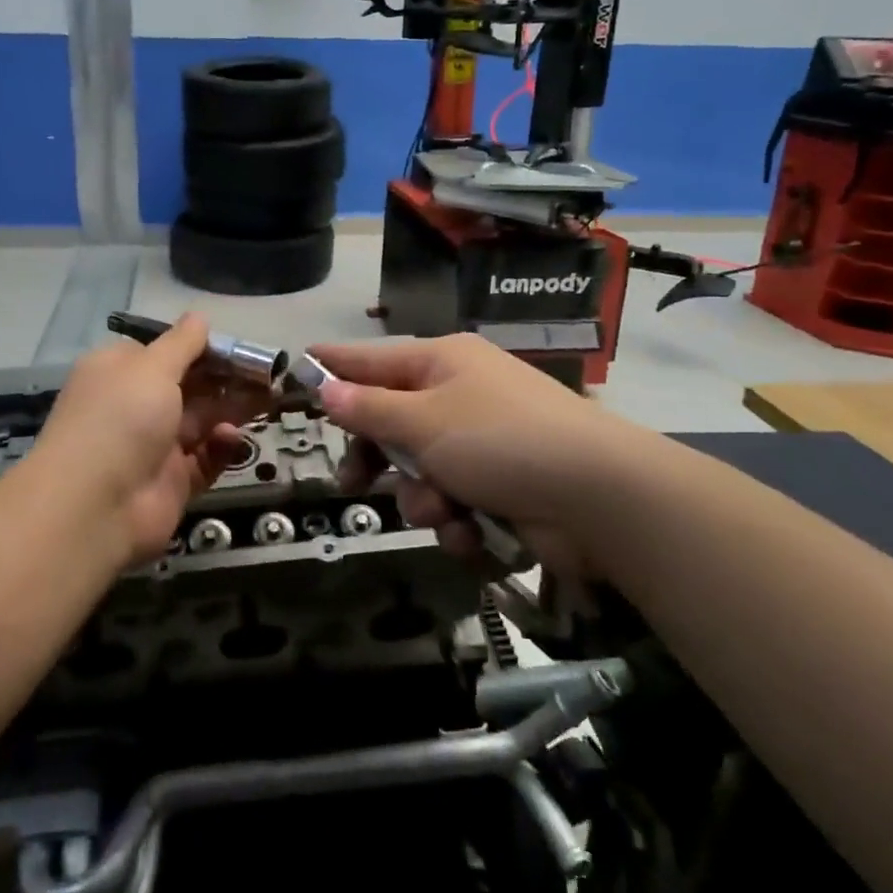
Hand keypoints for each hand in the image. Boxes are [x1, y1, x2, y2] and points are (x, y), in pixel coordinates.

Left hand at [31, 314, 250, 567]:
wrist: (95, 506)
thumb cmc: (121, 418)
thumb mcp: (151, 366)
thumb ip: (182, 343)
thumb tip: (199, 317)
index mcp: (121, 372)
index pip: (164, 352)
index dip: (201, 348)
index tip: (236, 346)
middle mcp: (136, 407)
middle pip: (190, 386)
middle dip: (226, 378)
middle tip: (268, 373)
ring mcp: (155, 446)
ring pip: (202, 421)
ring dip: (232, 409)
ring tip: (267, 398)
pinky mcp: (173, 482)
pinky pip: (205, 459)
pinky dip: (221, 447)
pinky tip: (232, 437)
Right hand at [313, 334, 639, 579]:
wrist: (598, 498)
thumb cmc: (499, 441)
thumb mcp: (422, 421)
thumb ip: (368, 408)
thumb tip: (325, 386)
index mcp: (442, 362)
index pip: (370, 358)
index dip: (331, 366)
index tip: (294, 370)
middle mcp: (461, 394)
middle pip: (393, 422)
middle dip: (378, 458)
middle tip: (351, 483)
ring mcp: (485, 441)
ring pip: (422, 471)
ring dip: (423, 499)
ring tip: (443, 512)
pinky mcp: (503, 486)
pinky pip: (455, 502)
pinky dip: (457, 522)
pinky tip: (471, 533)